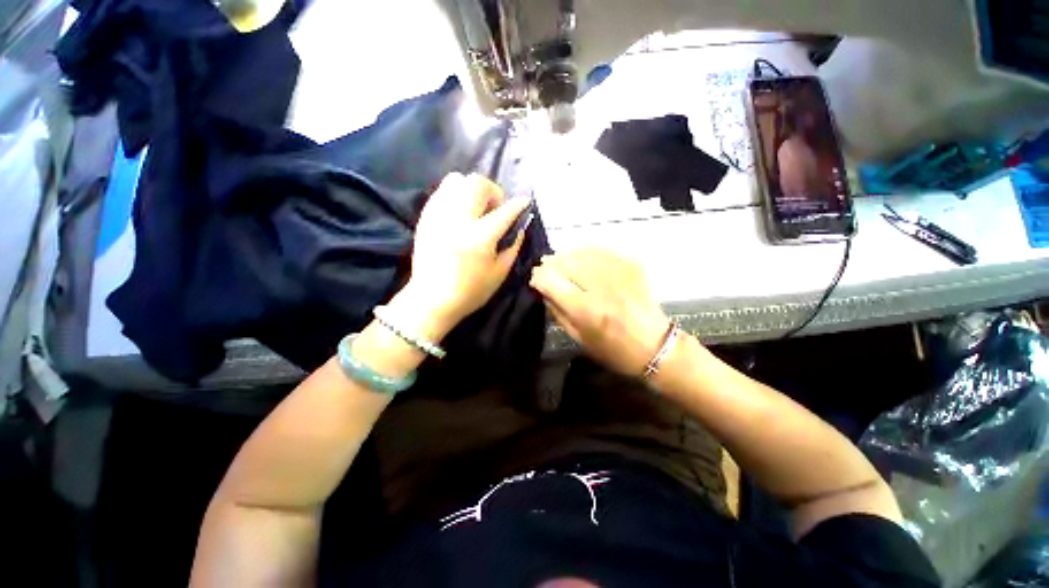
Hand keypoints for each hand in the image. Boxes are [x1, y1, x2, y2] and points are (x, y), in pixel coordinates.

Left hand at [396, 173, 531, 338]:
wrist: (431, 300)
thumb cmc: (470, 291)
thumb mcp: (500, 273)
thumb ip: (513, 246)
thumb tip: (519, 227)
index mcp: (480, 238)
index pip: (505, 211)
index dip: (519, 204)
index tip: (525, 202)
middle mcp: (458, 220)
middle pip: (477, 183)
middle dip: (494, 192)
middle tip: (495, 209)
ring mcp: (438, 216)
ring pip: (457, 180)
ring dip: (473, 189)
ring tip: (476, 208)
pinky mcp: (426, 217)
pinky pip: (442, 191)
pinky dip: (456, 195)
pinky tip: (460, 213)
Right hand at [530, 248, 672, 376]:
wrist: (655, 345)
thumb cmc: (613, 350)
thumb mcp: (577, 338)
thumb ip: (557, 311)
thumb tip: (543, 288)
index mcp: (586, 310)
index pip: (550, 280)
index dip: (538, 278)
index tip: (536, 281)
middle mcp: (601, 287)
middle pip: (564, 262)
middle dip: (550, 264)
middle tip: (547, 270)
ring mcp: (618, 272)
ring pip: (581, 252)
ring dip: (566, 257)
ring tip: (563, 266)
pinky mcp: (631, 264)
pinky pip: (600, 250)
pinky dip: (586, 253)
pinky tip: (583, 262)